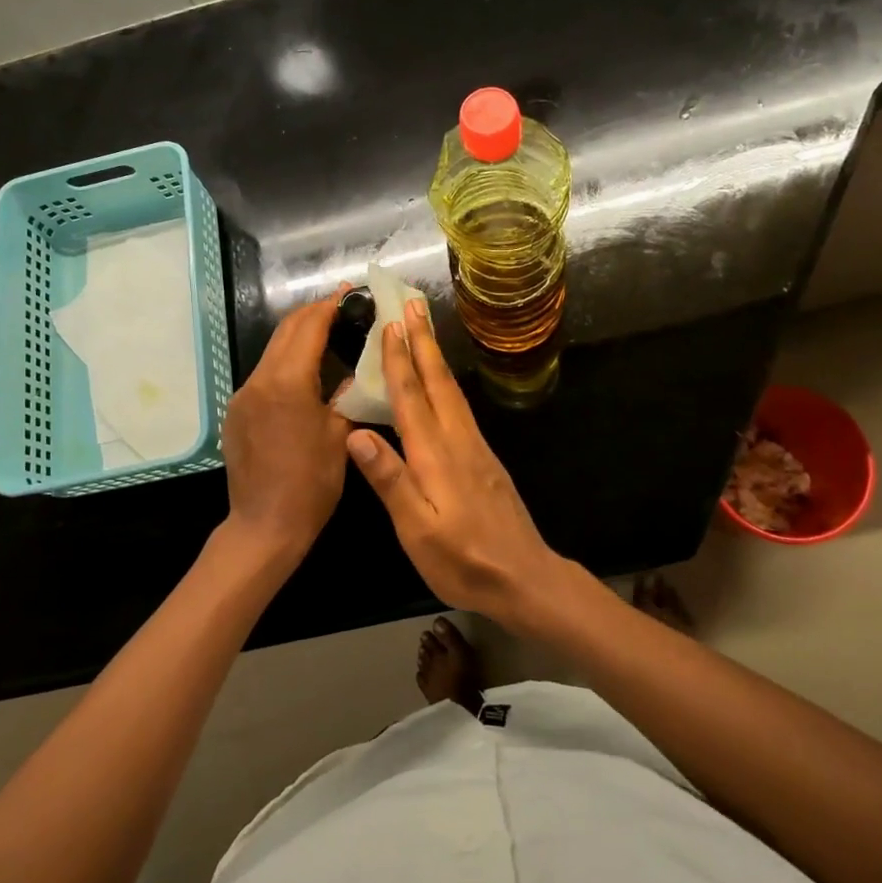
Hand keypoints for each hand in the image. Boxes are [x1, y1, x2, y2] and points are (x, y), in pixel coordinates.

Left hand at [220, 290, 352, 566]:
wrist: (265, 525)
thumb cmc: (311, 483)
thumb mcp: (339, 434)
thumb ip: (346, 394)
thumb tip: (355, 372)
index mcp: (288, 382)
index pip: (309, 327)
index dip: (330, 305)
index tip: (349, 292)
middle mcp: (259, 380)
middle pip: (286, 332)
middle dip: (313, 314)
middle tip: (341, 307)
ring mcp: (243, 396)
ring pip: (273, 352)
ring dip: (298, 338)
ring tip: (327, 335)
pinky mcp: (236, 413)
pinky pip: (263, 376)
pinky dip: (285, 364)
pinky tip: (304, 375)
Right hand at [346, 300, 566, 626]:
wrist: (524, 578)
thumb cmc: (463, 560)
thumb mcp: (417, 529)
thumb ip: (390, 480)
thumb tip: (357, 434)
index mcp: (435, 455)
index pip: (411, 398)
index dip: (398, 361)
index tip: (389, 324)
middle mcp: (458, 441)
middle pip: (437, 382)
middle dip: (422, 342)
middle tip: (412, 304)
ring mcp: (475, 448)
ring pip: (452, 391)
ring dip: (435, 357)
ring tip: (423, 331)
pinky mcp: (485, 459)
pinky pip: (460, 407)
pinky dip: (446, 383)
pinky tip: (442, 384)